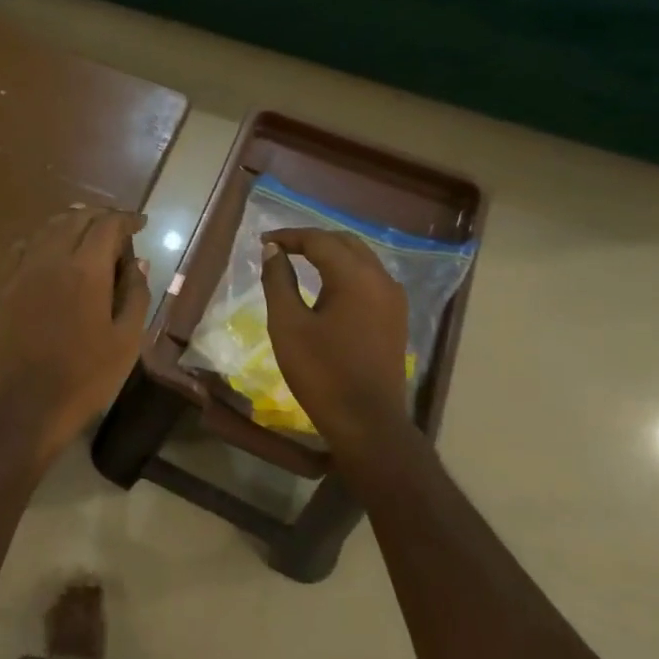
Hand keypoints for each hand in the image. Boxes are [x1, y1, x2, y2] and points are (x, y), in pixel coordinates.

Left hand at [0, 205, 149, 461]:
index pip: (108, 224)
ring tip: (84, 235)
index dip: (127, 219)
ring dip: (69, 224)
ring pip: (46, 229)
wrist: (23, 406)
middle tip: (115, 229)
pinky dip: (40, 242)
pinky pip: (20, 249)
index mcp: (86, 269)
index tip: (140, 224)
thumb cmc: (85, 378)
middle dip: (99, 217)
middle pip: (75, 218)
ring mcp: (20, 271)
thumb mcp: (126, 341)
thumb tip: (138, 262)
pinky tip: (47, 253)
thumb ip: (135, 294)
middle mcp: (50, 258)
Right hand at [260, 228, 420, 471]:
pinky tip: (326, 286)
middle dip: (312, 240)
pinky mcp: (395, 317)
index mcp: (355, 277)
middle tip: (280, 248)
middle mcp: (381, 279)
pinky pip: (369, 279)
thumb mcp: (288, 325)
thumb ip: (278, 281)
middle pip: (345, 243)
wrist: (367, 422)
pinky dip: (345, 272)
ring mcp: (394, 299)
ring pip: (361, 259)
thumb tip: (272, 252)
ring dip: (330, 254)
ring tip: (299, 262)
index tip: (263, 241)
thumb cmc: (322, 372)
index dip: (289, 236)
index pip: (320, 240)